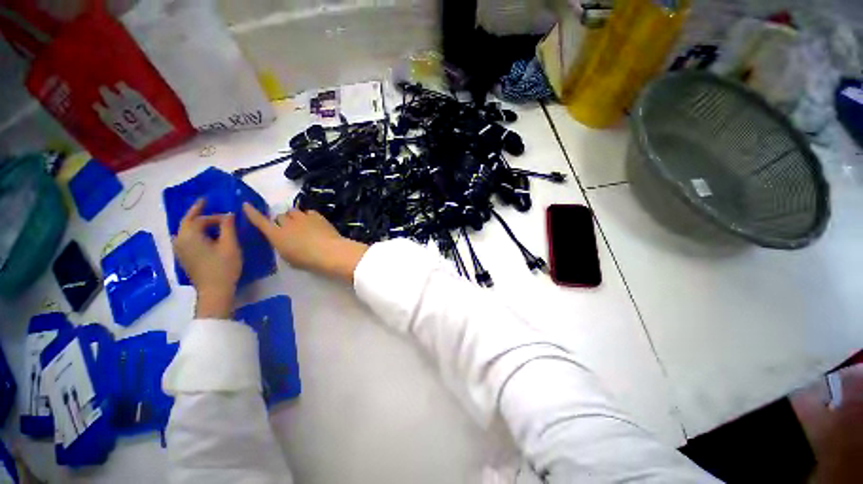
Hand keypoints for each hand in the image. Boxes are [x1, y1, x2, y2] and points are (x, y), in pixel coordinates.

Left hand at [174, 199, 241, 318]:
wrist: (214, 291)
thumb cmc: (224, 267)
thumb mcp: (230, 245)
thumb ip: (228, 227)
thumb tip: (228, 214)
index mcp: (190, 235)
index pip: (202, 219)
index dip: (217, 216)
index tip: (231, 218)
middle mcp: (180, 239)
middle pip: (187, 221)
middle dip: (196, 212)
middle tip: (204, 202)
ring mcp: (179, 249)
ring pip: (184, 230)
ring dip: (193, 222)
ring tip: (203, 217)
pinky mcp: (183, 257)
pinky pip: (184, 238)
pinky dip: (192, 232)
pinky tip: (200, 234)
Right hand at [243, 203, 367, 282]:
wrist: (329, 251)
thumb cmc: (307, 260)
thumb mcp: (289, 258)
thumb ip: (283, 246)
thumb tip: (285, 241)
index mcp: (276, 235)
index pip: (260, 221)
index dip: (252, 213)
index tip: (246, 205)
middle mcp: (287, 223)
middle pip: (279, 216)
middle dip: (282, 221)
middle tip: (290, 230)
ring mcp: (302, 217)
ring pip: (293, 211)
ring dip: (295, 217)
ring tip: (303, 225)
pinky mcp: (316, 215)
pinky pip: (308, 212)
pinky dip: (308, 217)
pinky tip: (314, 224)